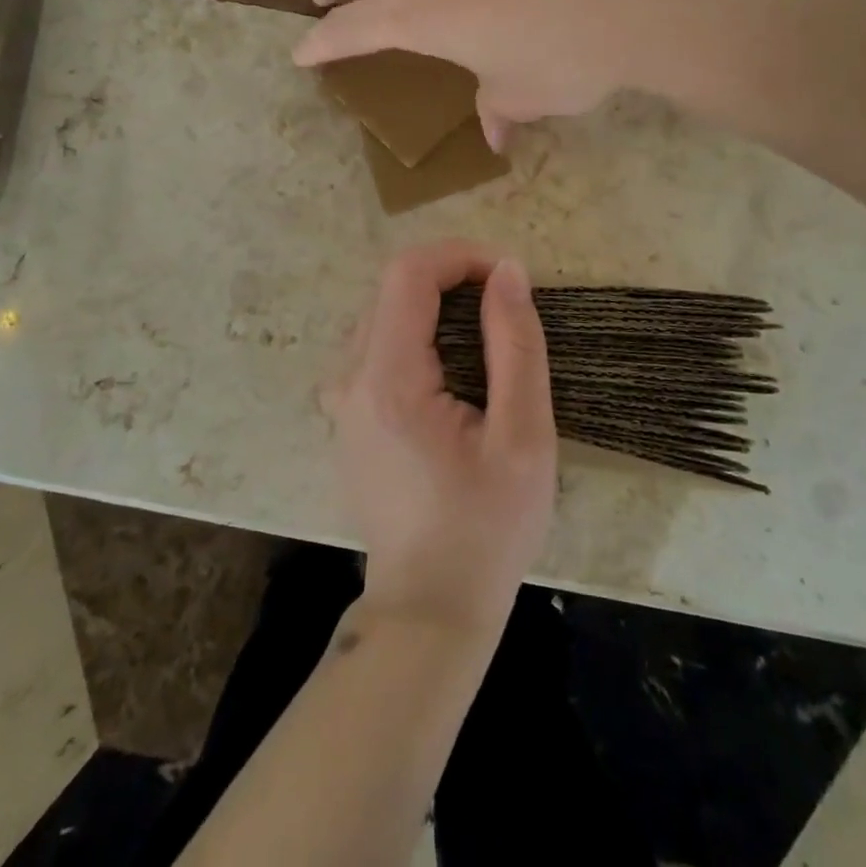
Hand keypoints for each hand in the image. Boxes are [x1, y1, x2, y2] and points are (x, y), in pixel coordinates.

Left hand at [328, 239, 556, 634]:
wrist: (430, 610)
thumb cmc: (486, 530)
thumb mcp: (523, 437)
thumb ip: (515, 344)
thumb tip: (508, 270)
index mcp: (387, 380)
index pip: (407, 273)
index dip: (459, 256)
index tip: (508, 277)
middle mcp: (350, 378)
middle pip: (393, 289)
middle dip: (452, 279)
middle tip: (506, 309)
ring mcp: (342, 398)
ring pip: (385, 314)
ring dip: (437, 306)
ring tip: (488, 340)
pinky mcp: (349, 414)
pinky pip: (379, 347)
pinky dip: (420, 336)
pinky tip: (456, 375)